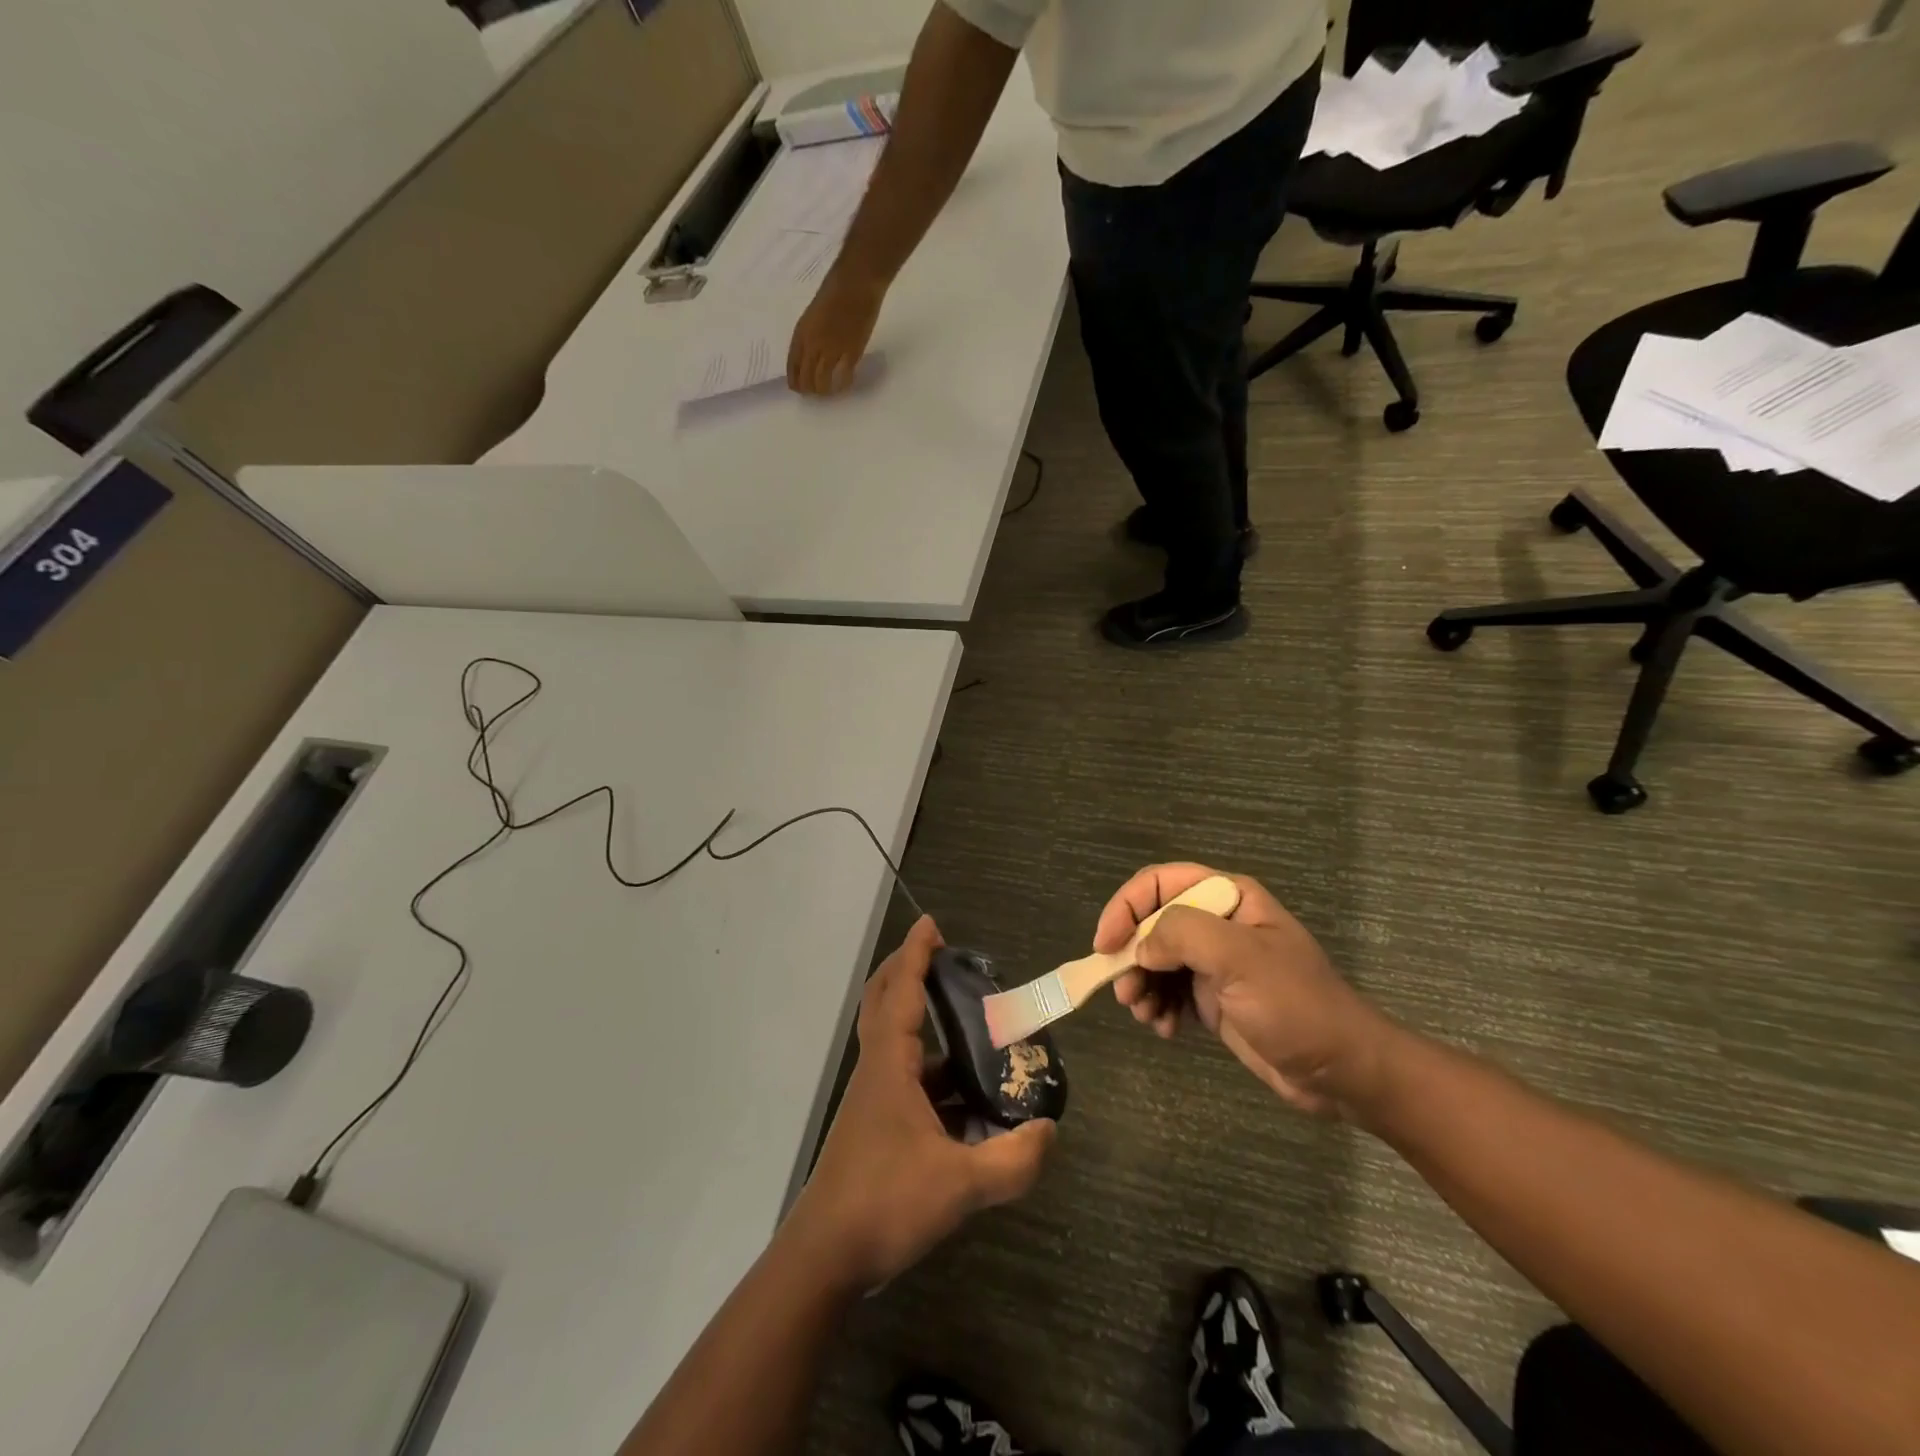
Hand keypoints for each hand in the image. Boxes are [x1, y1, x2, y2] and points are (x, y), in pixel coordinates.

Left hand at [784, 917, 1054, 1290]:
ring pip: (894, 1041)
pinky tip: (965, 1095)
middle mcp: (877, 1071)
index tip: (931, 924)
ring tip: (970, 1024)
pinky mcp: (874, 1125)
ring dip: (922, 1021)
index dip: (916, 954)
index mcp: (889, 1066)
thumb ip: (1012, 1161)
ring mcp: (872, 1099)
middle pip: (884, 1002)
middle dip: (908, 971)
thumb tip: (1049, 1132)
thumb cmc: (885, 1204)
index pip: (902, 992)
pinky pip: (904, 1078)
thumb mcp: (959, 1186)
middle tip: (943, 957)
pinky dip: (931, 1070)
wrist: (824, 1257)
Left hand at [787, 267, 886, 395]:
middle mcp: (813, 344)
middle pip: (806, 377)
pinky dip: (843, 384)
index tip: (796, 388)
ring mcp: (832, 350)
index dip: (794, 380)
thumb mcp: (814, 312)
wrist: (856, 282)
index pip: (792, 364)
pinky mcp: (851, 353)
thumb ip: (812, 332)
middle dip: (808, 390)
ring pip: (823, 381)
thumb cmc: (836, 289)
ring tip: (828, 393)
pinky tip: (845, 385)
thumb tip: (814, 351)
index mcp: (802, 332)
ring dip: (824, 391)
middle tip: (814, 395)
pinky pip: (844, 376)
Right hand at [1097, 864, 1399, 1117]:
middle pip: (1150, 922)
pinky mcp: (1213, 997)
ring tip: (1146, 1017)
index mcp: (1227, 898)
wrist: (1342, 1072)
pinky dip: (1158, 1008)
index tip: (1105, 945)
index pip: (1158, 883)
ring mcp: (1214, 961)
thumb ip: (1183, 934)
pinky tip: (1166, 1029)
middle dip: (1131, 955)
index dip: (1125, 907)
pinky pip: (1168, 991)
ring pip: (1154, 960)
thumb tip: (1140, 946)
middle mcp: (1216, 922)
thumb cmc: (1296, 1006)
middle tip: (1125, 993)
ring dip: (1141, 986)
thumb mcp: (1241, 958)